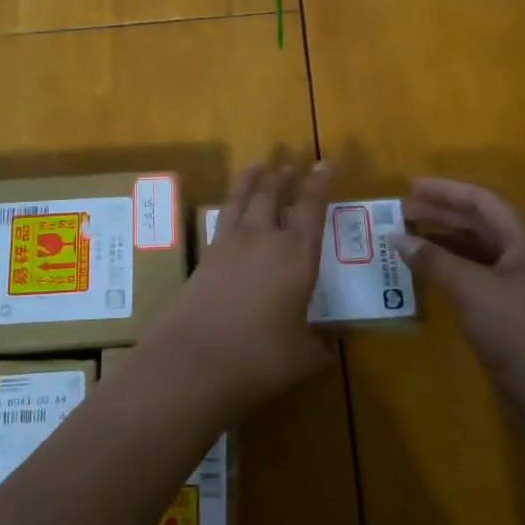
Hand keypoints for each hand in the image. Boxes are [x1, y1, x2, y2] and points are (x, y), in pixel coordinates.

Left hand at [142, 162, 331, 419]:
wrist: (193, 362)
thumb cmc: (259, 358)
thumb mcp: (304, 358)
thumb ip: (321, 344)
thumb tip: (331, 339)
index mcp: (297, 256)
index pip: (312, 208)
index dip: (320, 183)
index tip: (326, 162)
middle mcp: (264, 240)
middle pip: (273, 194)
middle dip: (284, 176)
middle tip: (290, 165)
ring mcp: (229, 245)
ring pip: (242, 198)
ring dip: (253, 179)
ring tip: (259, 165)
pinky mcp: (204, 256)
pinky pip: (222, 217)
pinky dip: (231, 203)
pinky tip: (232, 209)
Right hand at [391, 178, 524, 407]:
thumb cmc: (518, 331)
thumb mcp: (471, 290)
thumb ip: (434, 260)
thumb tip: (397, 238)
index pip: (482, 201)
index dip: (445, 191)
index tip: (410, 186)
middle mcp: (524, 255)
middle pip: (479, 223)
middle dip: (440, 215)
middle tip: (402, 212)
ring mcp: (519, 284)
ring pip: (476, 250)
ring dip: (443, 241)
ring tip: (407, 238)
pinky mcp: (510, 309)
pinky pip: (475, 275)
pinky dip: (450, 268)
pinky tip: (426, 272)